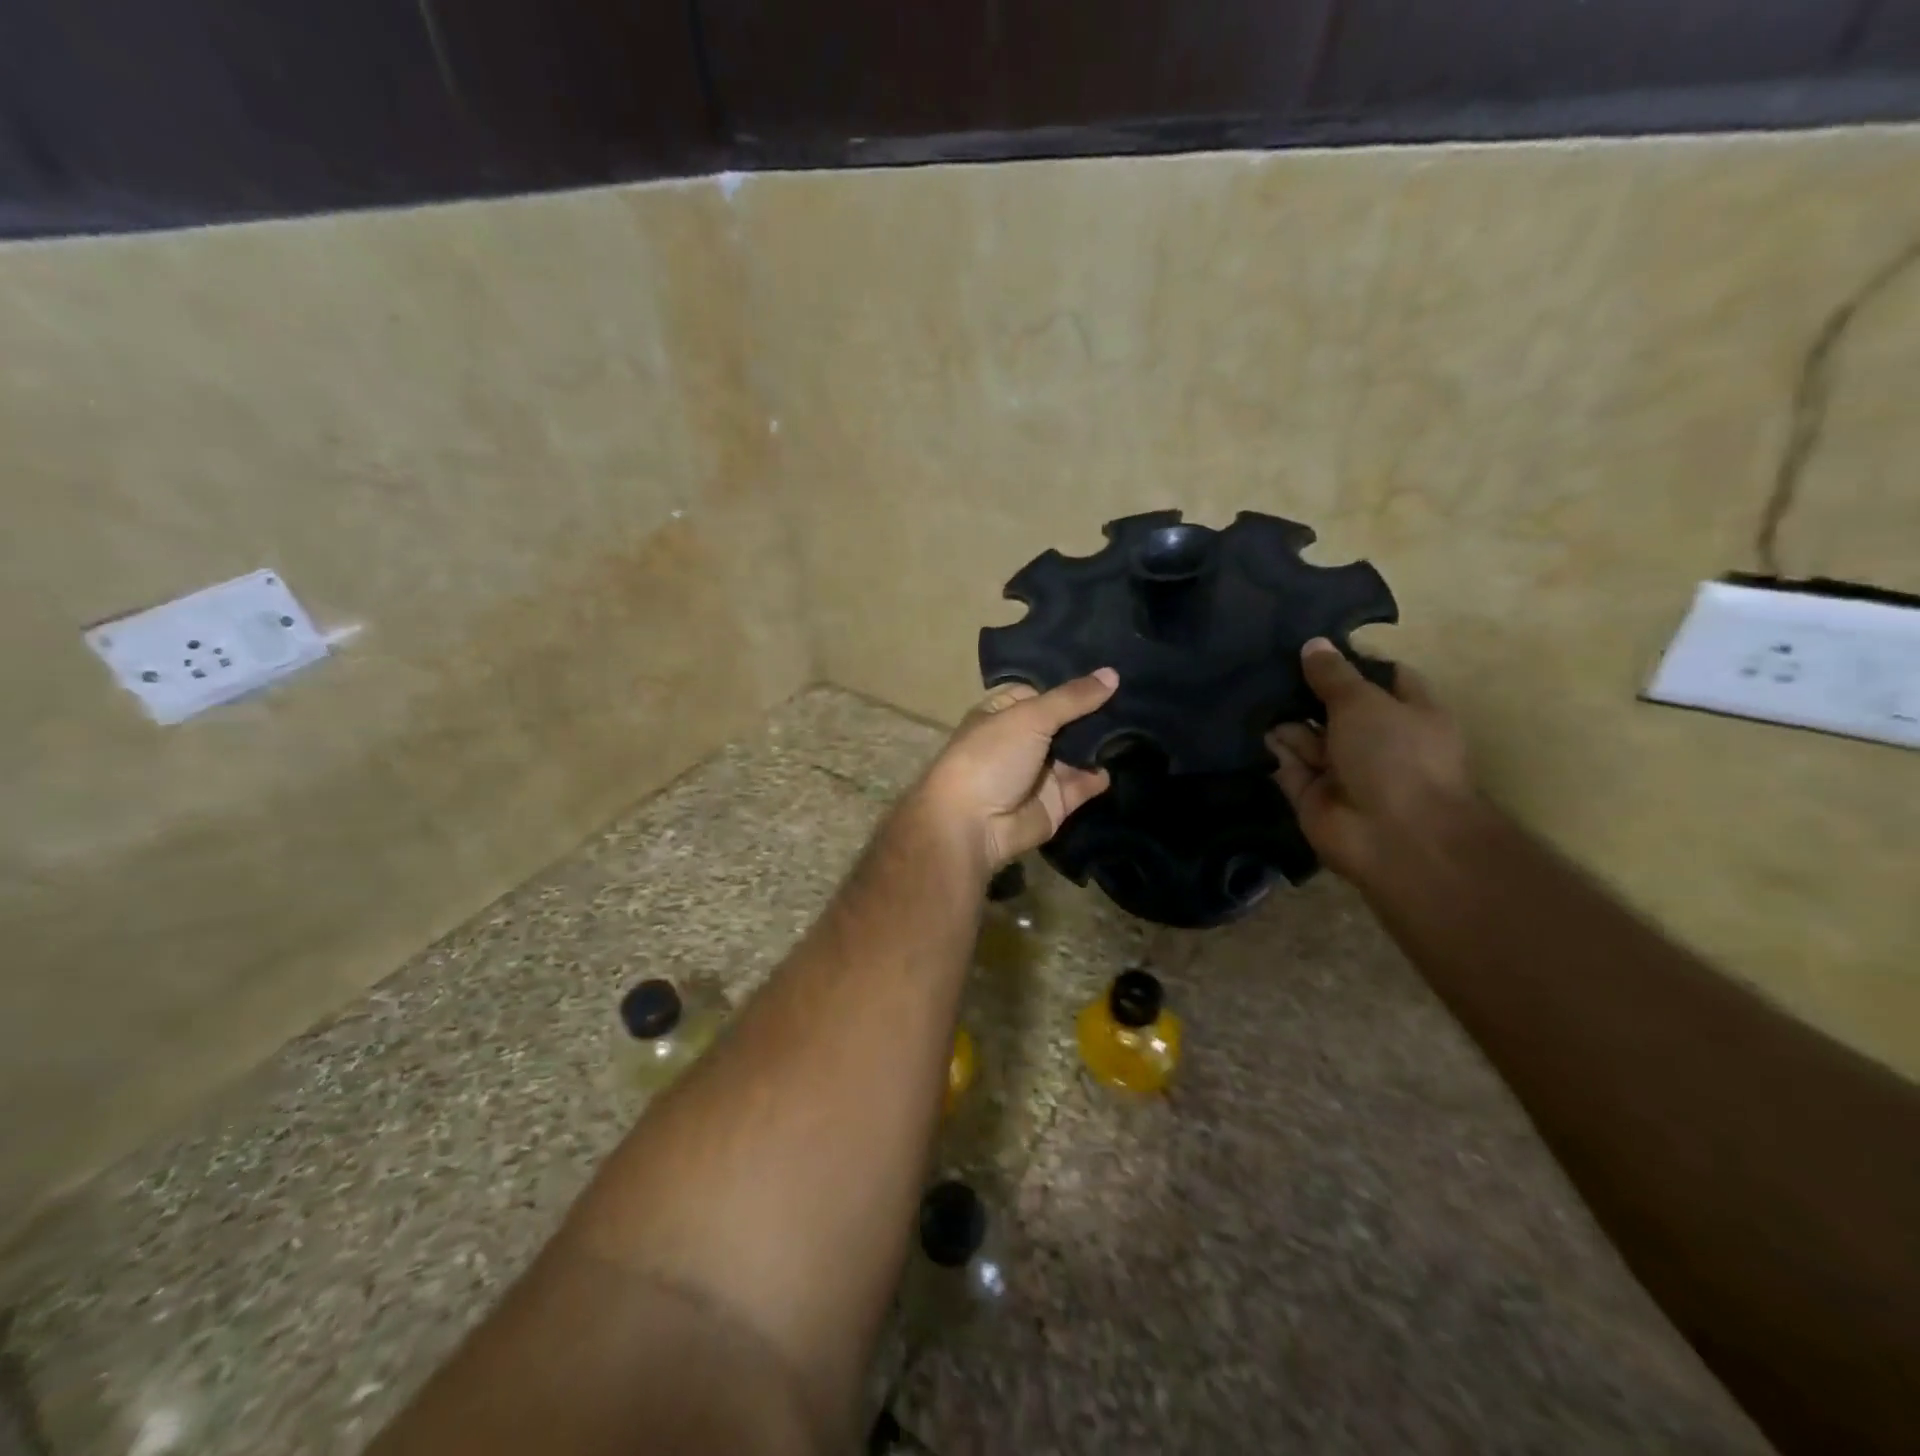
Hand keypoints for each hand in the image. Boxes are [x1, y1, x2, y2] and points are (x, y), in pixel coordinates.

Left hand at [913, 669, 1118, 871]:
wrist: (973, 825)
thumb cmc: (991, 758)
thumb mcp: (1030, 717)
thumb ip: (1072, 698)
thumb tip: (1112, 674)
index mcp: (1004, 712)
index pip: (1043, 690)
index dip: (1072, 683)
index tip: (1111, 671)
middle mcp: (1022, 739)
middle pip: (1066, 721)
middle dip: (1096, 712)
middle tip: (1137, 694)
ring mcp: (1040, 772)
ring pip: (1079, 752)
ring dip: (1104, 741)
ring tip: (1142, 721)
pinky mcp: (1057, 801)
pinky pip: (1085, 783)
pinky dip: (1103, 774)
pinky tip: (1133, 757)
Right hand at [1268, 639, 1475, 882]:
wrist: (1393, 835)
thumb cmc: (1394, 755)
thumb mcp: (1363, 701)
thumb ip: (1333, 675)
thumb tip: (1313, 644)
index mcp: (1408, 713)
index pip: (1382, 678)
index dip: (1350, 662)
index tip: (1313, 645)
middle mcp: (1376, 741)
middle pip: (1337, 708)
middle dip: (1307, 691)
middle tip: (1266, 663)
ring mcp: (1343, 770)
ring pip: (1308, 737)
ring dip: (1286, 720)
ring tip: (1250, 691)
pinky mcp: (1312, 796)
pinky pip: (1287, 767)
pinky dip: (1273, 751)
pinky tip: (1251, 727)